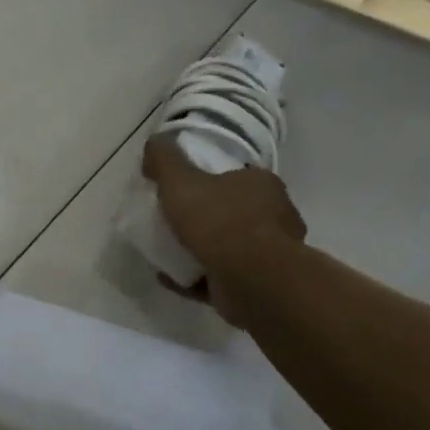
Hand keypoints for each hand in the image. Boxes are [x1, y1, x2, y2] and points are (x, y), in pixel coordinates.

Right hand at [143, 134, 307, 325]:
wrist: (251, 279)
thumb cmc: (219, 221)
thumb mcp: (181, 180)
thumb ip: (165, 160)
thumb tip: (154, 143)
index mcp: (262, 185)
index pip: (236, 176)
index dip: (210, 181)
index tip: (183, 190)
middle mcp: (274, 216)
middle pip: (235, 212)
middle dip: (206, 218)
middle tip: (173, 221)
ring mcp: (270, 255)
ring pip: (230, 247)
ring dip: (201, 250)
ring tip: (168, 251)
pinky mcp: (258, 286)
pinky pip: (219, 278)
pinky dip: (195, 277)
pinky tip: (170, 277)